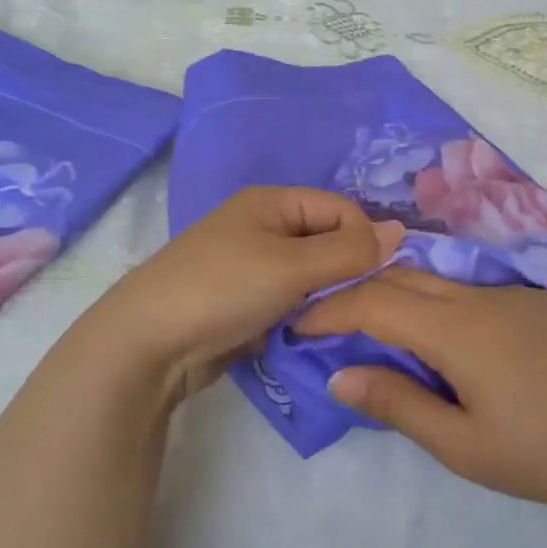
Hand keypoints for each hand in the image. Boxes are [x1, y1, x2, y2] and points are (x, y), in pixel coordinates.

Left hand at [77, 187, 403, 407]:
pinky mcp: (245, 301)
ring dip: (326, 297)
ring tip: (332, 322)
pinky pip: (291, 300)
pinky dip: (304, 315)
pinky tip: (310, 335)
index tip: (376, 278)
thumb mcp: (292, 266)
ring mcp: (252, 265)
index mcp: (272, 202)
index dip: (364, 239)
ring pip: (312, 275)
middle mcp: (263, 226)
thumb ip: (349, 251)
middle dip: (346, 271)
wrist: (147, 344)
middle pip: (327, 241)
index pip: (340, 209)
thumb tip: (399, 232)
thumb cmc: (223, 290)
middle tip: (357, 306)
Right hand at [295, 269, 546, 515]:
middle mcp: (481, 296)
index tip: (301, 324)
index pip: (375, 301)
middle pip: (404, 277)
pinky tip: (448, 340)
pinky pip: (474, 292)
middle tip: (330, 323)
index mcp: (456, 329)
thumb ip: (398, 403)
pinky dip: (440, 304)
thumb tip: (341, 374)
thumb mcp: (463, 444)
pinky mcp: (541, 302)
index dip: (332, 308)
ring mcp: (515, 294)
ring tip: (380, 331)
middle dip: (360, 292)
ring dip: (401, 296)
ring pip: (440, 281)